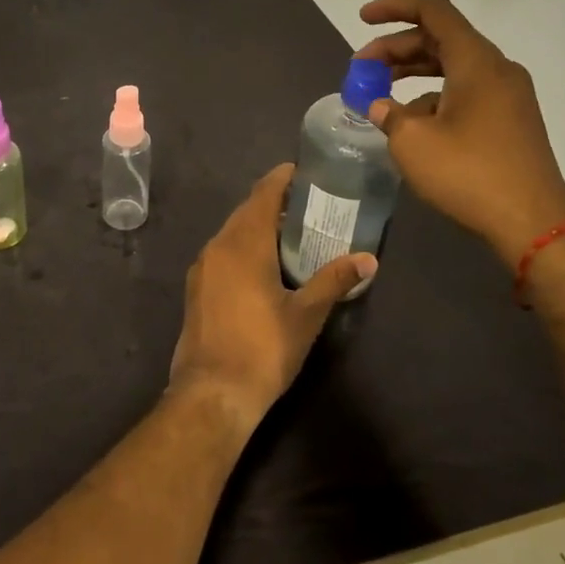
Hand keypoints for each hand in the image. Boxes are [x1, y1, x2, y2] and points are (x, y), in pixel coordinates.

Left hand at [168, 164, 375, 435]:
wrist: (212, 392)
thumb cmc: (263, 349)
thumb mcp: (306, 315)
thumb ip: (334, 280)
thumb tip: (368, 259)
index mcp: (244, 243)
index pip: (262, 195)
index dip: (281, 179)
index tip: (302, 171)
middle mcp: (218, 246)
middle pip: (246, 211)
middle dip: (272, 202)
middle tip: (306, 204)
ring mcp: (202, 266)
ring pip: (231, 232)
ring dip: (256, 225)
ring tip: (289, 231)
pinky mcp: (196, 287)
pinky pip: (222, 251)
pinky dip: (242, 246)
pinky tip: (262, 263)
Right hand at [355, 0, 564, 267]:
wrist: (534, 224)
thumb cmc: (469, 174)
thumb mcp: (413, 142)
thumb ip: (389, 114)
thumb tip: (381, 106)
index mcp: (476, 61)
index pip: (433, 10)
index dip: (394, 6)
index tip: (362, 19)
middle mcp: (496, 69)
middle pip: (440, 38)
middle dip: (395, 47)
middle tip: (361, 68)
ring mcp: (508, 95)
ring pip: (452, 66)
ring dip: (413, 71)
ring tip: (380, 94)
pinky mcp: (511, 120)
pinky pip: (466, 91)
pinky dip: (434, 95)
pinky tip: (412, 124)